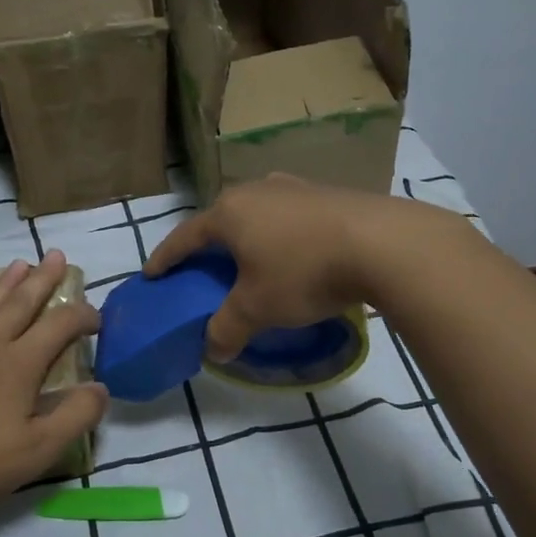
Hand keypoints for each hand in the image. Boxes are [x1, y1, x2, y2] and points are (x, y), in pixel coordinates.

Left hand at [0, 252, 107, 510]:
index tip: (96, 316)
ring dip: (7, 281)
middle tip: (57, 255)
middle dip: (43, 278)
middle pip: (22, 302)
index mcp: (19, 364)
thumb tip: (101, 387)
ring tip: (21, 262)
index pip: (59, 326)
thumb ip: (74, 417)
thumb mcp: (36, 450)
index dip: (81, 316)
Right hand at [145, 174, 433, 360]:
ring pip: (257, 213)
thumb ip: (227, 329)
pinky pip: (289, 216)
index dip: (166, 258)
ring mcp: (294, 187)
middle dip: (209, 245)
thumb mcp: (257, 309)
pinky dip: (280, 235)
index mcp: (229, 213)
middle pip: (221, 219)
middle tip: (203, 269)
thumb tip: (213, 349)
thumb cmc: (304, 272)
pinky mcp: (327, 192)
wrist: (383, 244)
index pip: (185, 237)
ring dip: (248, 236)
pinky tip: (294, 252)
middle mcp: (257, 190)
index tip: (152, 274)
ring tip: (250, 259)